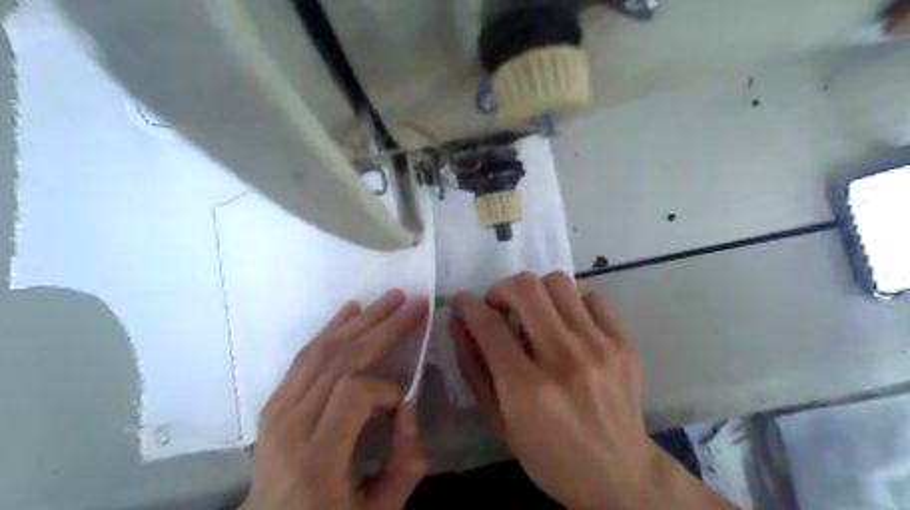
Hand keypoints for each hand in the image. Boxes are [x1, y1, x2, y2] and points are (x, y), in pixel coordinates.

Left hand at [240, 290, 428, 508]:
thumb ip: (404, 466)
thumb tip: (408, 409)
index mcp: (316, 459)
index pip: (353, 393)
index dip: (387, 388)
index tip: (402, 405)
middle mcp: (290, 427)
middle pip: (340, 360)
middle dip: (383, 327)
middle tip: (413, 303)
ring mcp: (277, 411)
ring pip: (322, 350)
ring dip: (360, 320)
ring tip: (389, 298)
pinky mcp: (274, 403)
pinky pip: (304, 356)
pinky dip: (330, 329)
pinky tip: (350, 310)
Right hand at [451, 275, 732, 508]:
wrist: (620, 476)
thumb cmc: (550, 456)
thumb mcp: (499, 421)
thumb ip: (475, 368)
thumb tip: (459, 322)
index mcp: (527, 389)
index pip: (489, 324)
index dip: (468, 305)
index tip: (463, 301)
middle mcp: (565, 359)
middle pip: (525, 288)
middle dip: (501, 289)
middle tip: (499, 307)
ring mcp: (600, 347)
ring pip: (558, 282)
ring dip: (536, 292)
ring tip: (533, 314)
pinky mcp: (624, 344)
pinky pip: (592, 297)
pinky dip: (571, 303)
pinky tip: (567, 326)